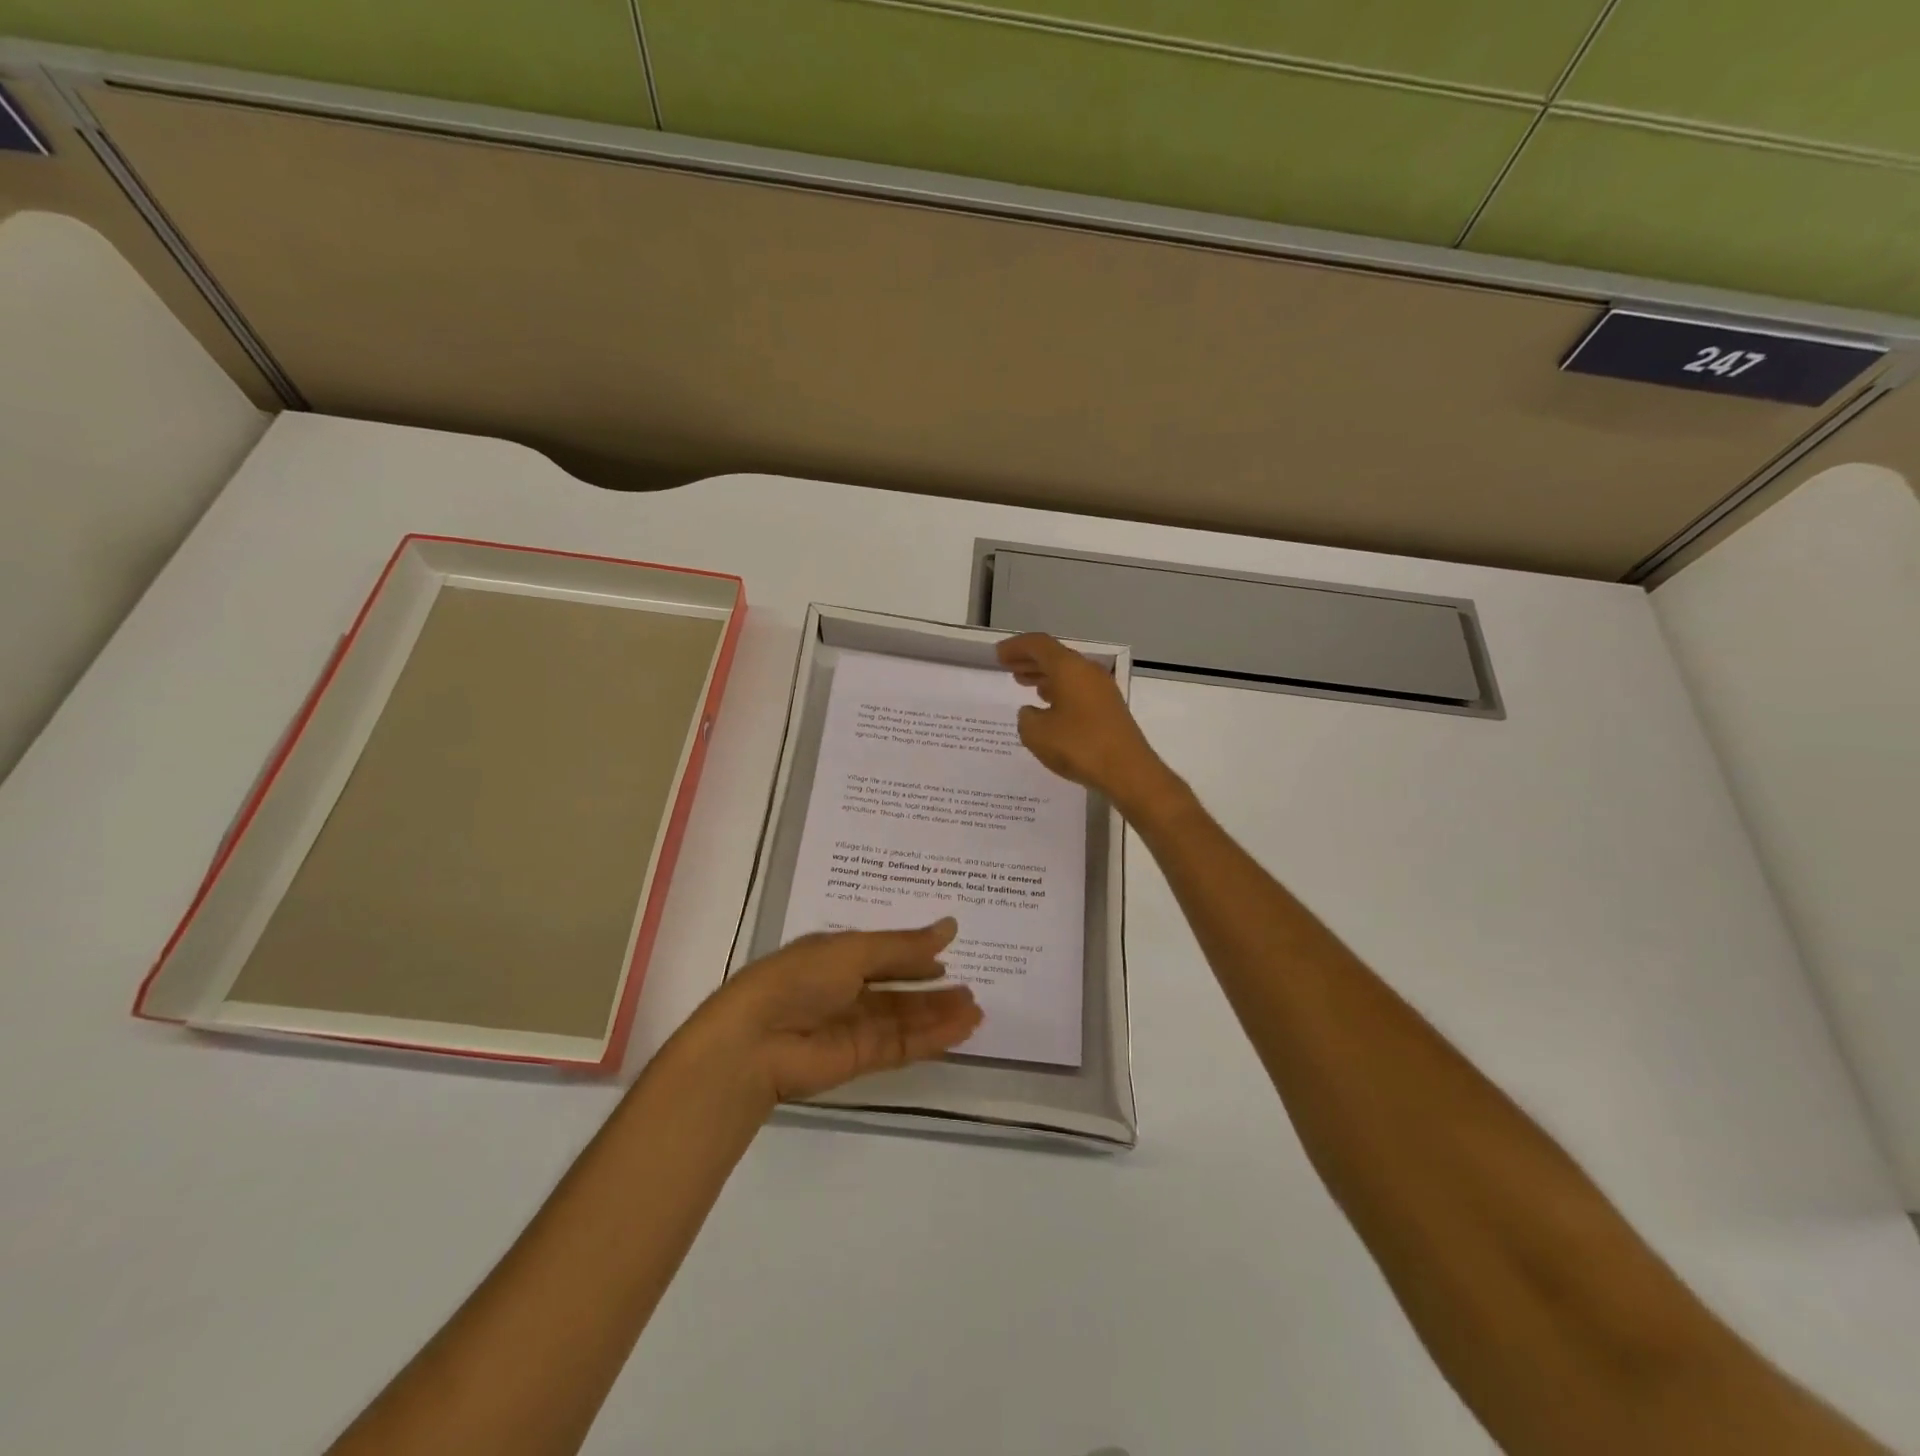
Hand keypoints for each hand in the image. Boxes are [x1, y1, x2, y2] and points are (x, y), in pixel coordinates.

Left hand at [689, 920, 980, 1104]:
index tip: (949, 953)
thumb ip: (903, 946)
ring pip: (905, 1019)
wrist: (755, 1042)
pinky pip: (903, 1045)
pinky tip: (960, 1030)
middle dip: (933, 989)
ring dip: (939, 1015)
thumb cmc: (800, 979)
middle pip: (898, 990)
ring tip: (976, 1009)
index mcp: (836, 956)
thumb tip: (950, 927)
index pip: (884, 953)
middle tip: (972, 988)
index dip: (914, 954)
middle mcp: (846, 990)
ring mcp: (853, 1027)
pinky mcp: (860, 1059)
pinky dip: (932, 1038)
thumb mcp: (854, 950)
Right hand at [996, 632, 1186, 819]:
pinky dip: (1059, 691)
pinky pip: (1078, 689)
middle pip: (1055, 657)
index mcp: (1069, 668)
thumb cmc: (1079, 746)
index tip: (998, 655)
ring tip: (1024, 683)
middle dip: (1030, 660)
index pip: (1039, 645)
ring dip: (1044, 676)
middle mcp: (1088, 672)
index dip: (1016, 647)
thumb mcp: (1037, 734)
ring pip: (1067, 674)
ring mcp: (1102, 690)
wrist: (1128, 771)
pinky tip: (1049, 706)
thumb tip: (1031, 712)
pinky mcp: (1109, 709)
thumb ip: (1026, 718)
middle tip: (1008, 667)